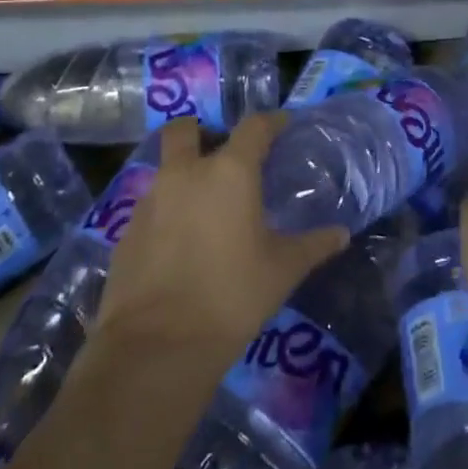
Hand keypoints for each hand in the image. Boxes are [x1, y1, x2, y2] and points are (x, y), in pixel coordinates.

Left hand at [93, 115, 346, 358]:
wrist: (157, 346)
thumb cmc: (232, 295)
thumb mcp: (283, 270)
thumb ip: (313, 245)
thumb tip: (341, 234)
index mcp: (229, 172)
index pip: (253, 126)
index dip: (271, 122)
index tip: (282, 126)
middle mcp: (186, 174)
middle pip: (185, 130)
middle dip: (201, 131)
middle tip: (221, 152)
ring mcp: (150, 202)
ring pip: (165, 169)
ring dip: (183, 174)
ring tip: (205, 204)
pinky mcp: (126, 233)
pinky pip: (150, 206)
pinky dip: (166, 212)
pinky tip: (181, 242)